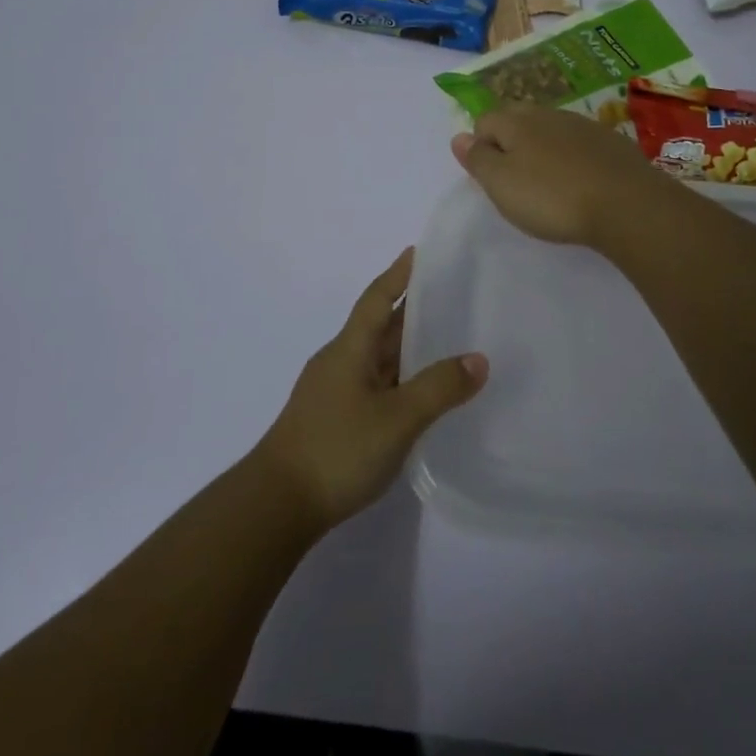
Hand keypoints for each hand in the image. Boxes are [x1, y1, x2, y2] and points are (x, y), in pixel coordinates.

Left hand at [254, 248, 487, 531]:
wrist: (277, 504)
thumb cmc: (337, 449)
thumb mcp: (397, 418)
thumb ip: (439, 388)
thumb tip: (478, 359)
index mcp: (349, 349)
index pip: (377, 299)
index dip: (398, 274)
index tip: (418, 251)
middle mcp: (340, 362)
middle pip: (379, 326)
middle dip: (411, 310)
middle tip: (452, 296)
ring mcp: (334, 392)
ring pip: (378, 359)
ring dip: (408, 348)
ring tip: (447, 342)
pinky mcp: (334, 420)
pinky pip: (375, 385)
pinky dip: (400, 380)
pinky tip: (419, 395)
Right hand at [451, 103, 670, 246]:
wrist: (626, 204)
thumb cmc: (552, 197)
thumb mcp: (501, 184)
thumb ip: (477, 159)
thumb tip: (458, 136)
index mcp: (516, 122)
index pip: (485, 121)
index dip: (481, 146)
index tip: (490, 178)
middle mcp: (549, 114)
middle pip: (518, 120)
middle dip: (510, 142)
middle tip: (514, 179)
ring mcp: (584, 126)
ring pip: (551, 130)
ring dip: (543, 149)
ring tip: (547, 183)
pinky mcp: (611, 143)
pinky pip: (580, 144)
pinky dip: (572, 158)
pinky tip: (579, 183)